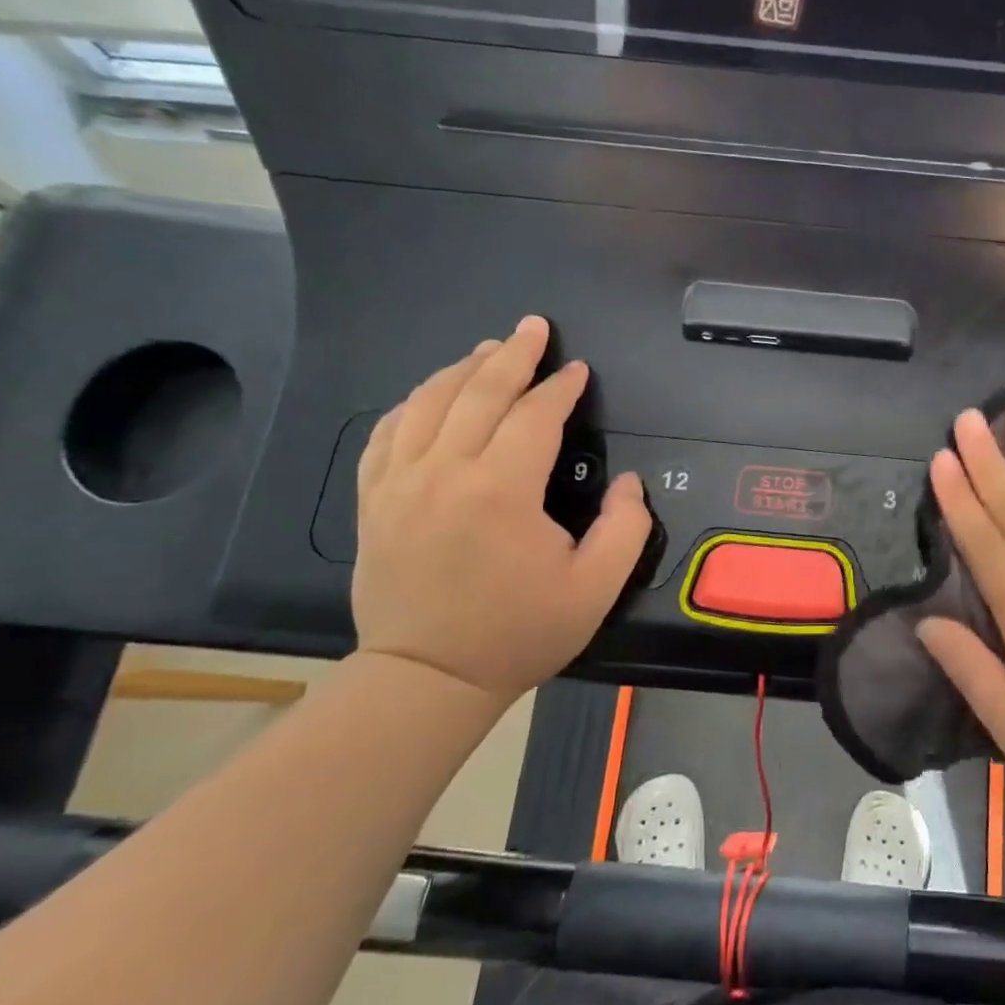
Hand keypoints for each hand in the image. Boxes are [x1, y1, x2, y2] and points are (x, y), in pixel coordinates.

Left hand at [352, 316, 652, 705]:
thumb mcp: (595, 589)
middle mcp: (445, 471)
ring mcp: (400, 483)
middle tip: (533, 327)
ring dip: (463, 369)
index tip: (579, 370)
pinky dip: (412, 403)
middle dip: (513, 354)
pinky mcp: (374, 500)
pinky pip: (387, 433)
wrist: (428, 677)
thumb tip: (631, 483)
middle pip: (479, 392)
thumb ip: (626, 529)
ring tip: (489, 350)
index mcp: (501, 489)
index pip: (535, 415)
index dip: (561, 387)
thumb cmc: (518, 632)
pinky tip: (430, 395)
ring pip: (428, 402)